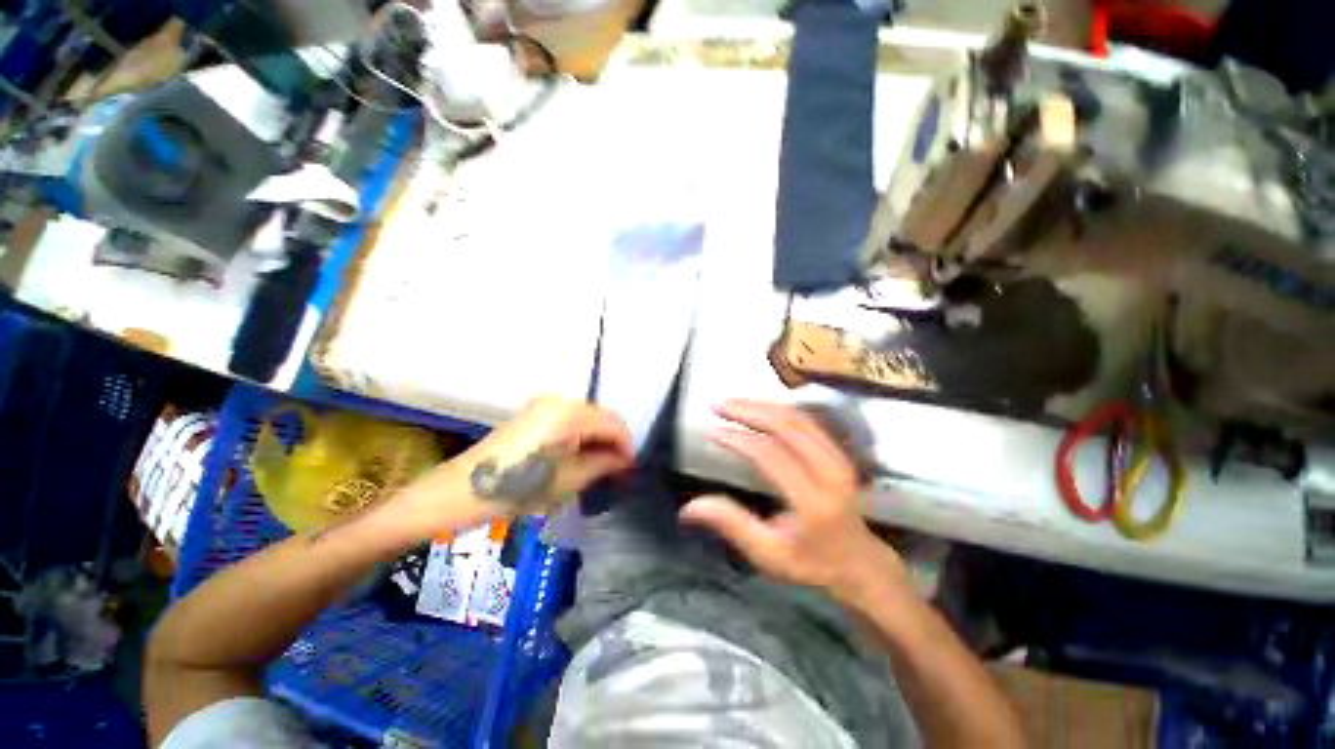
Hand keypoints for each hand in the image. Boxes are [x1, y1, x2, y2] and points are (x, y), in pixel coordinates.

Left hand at [455, 395, 633, 514]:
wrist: (463, 490)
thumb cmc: (519, 488)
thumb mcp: (570, 479)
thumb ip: (604, 464)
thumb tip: (624, 459)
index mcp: (570, 413)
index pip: (614, 424)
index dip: (626, 446)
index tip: (631, 468)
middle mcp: (560, 400)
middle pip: (601, 418)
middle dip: (612, 442)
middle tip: (617, 470)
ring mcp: (544, 404)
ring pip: (586, 418)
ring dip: (597, 439)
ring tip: (599, 466)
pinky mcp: (534, 413)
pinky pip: (569, 419)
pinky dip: (580, 436)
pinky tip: (578, 456)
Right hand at [681, 401, 903, 595]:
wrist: (859, 563)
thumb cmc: (810, 563)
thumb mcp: (767, 553)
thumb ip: (731, 524)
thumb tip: (688, 508)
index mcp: (813, 500)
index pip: (771, 455)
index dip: (738, 439)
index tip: (712, 431)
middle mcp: (830, 471)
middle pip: (787, 425)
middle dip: (748, 410)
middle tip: (717, 406)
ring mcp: (838, 457)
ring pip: (797, 417)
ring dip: (761, 405)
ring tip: (731, 404)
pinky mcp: (838, 451)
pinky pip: (806, 420)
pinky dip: (777, 410)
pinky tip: (757, 409)